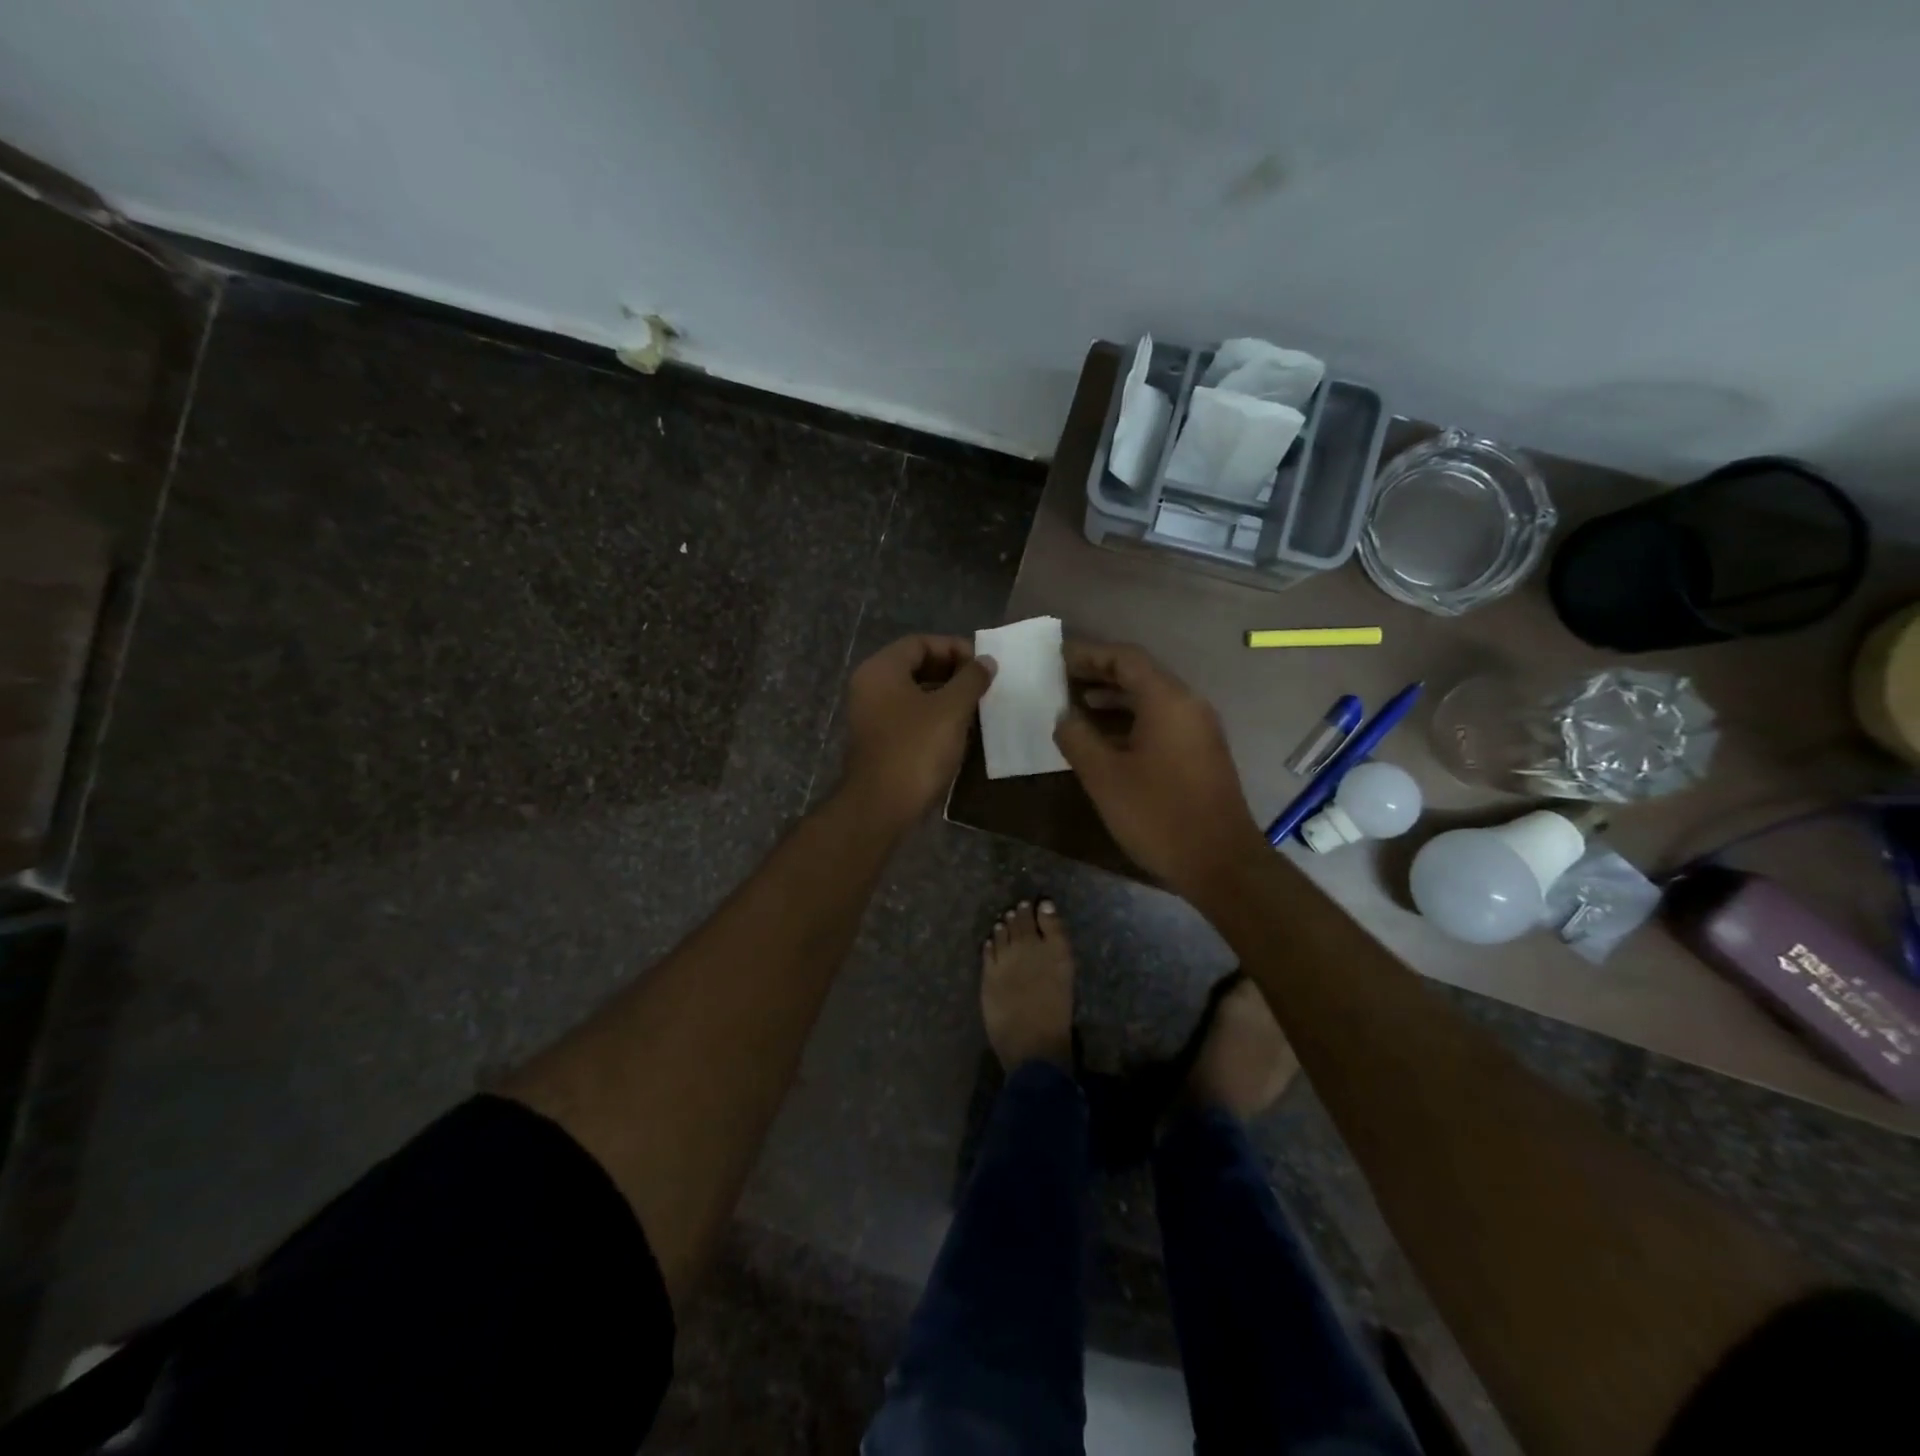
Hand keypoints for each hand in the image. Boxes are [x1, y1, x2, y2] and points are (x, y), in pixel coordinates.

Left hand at [840, 635, 995, 831]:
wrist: (881, 807)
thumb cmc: (916, 750)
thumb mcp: (951, 710)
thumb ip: (971, 679)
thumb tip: (986, 661)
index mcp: (881, 670)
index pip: (920, 643)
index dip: (954, 648)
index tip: (983, 664)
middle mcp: (870, 687)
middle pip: (915, 666)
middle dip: (952, 672)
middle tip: (983, 685)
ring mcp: (870, 716)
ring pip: (913, 693)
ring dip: (945, 695)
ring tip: (976, 706)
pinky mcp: (877, 741)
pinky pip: (908, 716)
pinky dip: (933, 716)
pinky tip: (958, 730)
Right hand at [1053, 640, 1268, 901]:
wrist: (1220, 862)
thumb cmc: (1158, 814)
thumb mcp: (1104, 776)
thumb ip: (1077, 738)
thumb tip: (1064, 716)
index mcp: (1167, 700)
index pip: (1126, 658)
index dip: (1090, 654)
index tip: (1059, 659)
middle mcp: (1189, 705)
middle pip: (1141, 674)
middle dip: (1100, 674)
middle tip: (1063, 679)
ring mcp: (1199, 729)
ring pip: (1152, 699)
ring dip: (1115, 699)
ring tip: (1078, 707)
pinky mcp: (1202, 752)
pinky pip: (1163, 720)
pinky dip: (1132, 720)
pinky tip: (1107, 739)